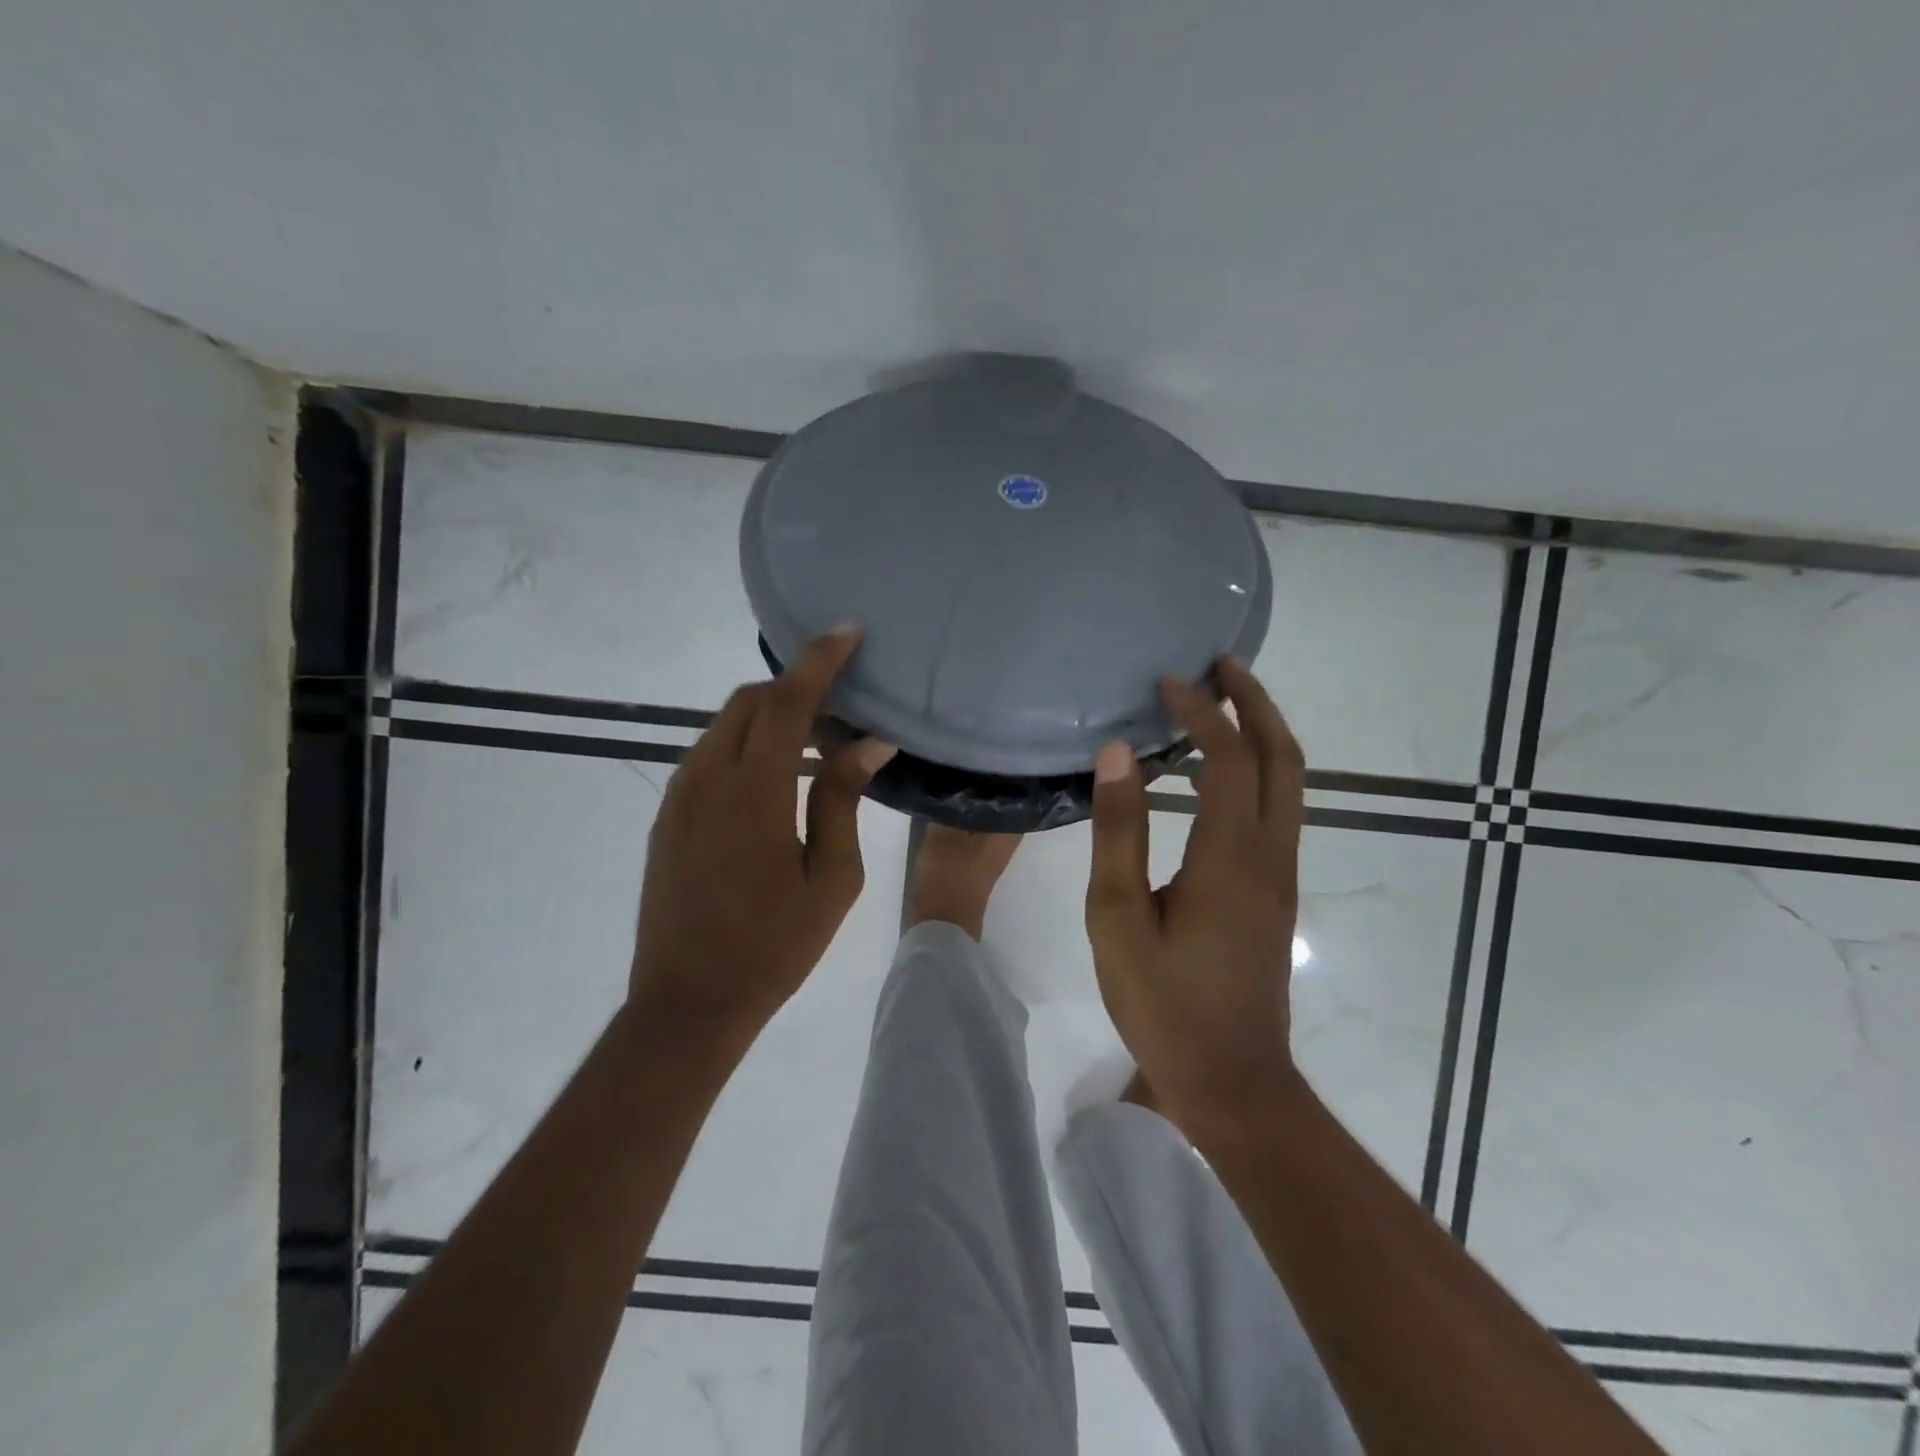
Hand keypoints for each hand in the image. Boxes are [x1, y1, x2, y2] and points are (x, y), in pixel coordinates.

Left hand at [630, 629, 895, 1037]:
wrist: (689, 1001)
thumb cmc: (775, 944)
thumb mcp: (831, 875)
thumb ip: (841, 798)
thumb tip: (867, 742)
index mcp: (752, 791)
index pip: (787, 701)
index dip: (819, 661)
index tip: (848, 632)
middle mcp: (706, 777)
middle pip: (750, 701)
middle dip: (796, 685)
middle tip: (841, 700)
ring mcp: (680, 795)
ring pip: (726, 725)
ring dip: (770, 716)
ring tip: (815, 740)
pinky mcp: (668, 815)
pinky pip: (710, 755)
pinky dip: (746, 744)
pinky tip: (776, 777)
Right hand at [1084, 657, 1306, 1127]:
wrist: (1233, 1081)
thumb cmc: (1164, 1003)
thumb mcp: (1117, 918)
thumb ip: (1119, 833)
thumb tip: (1116, 755)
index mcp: (1230, 856)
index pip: (1228, 757)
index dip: (1202, 711)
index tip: (1167, 682)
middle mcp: (1270, 854)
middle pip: (1282, 756)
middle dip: (1256, 701)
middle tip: (1220, 665)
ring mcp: (1281, 874)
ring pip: (1290, 781)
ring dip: (1263, 731)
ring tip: (1223, 701)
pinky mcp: (1276, 891)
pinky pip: (1279, 807)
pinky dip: (1258, 768)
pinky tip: (1219, 771)